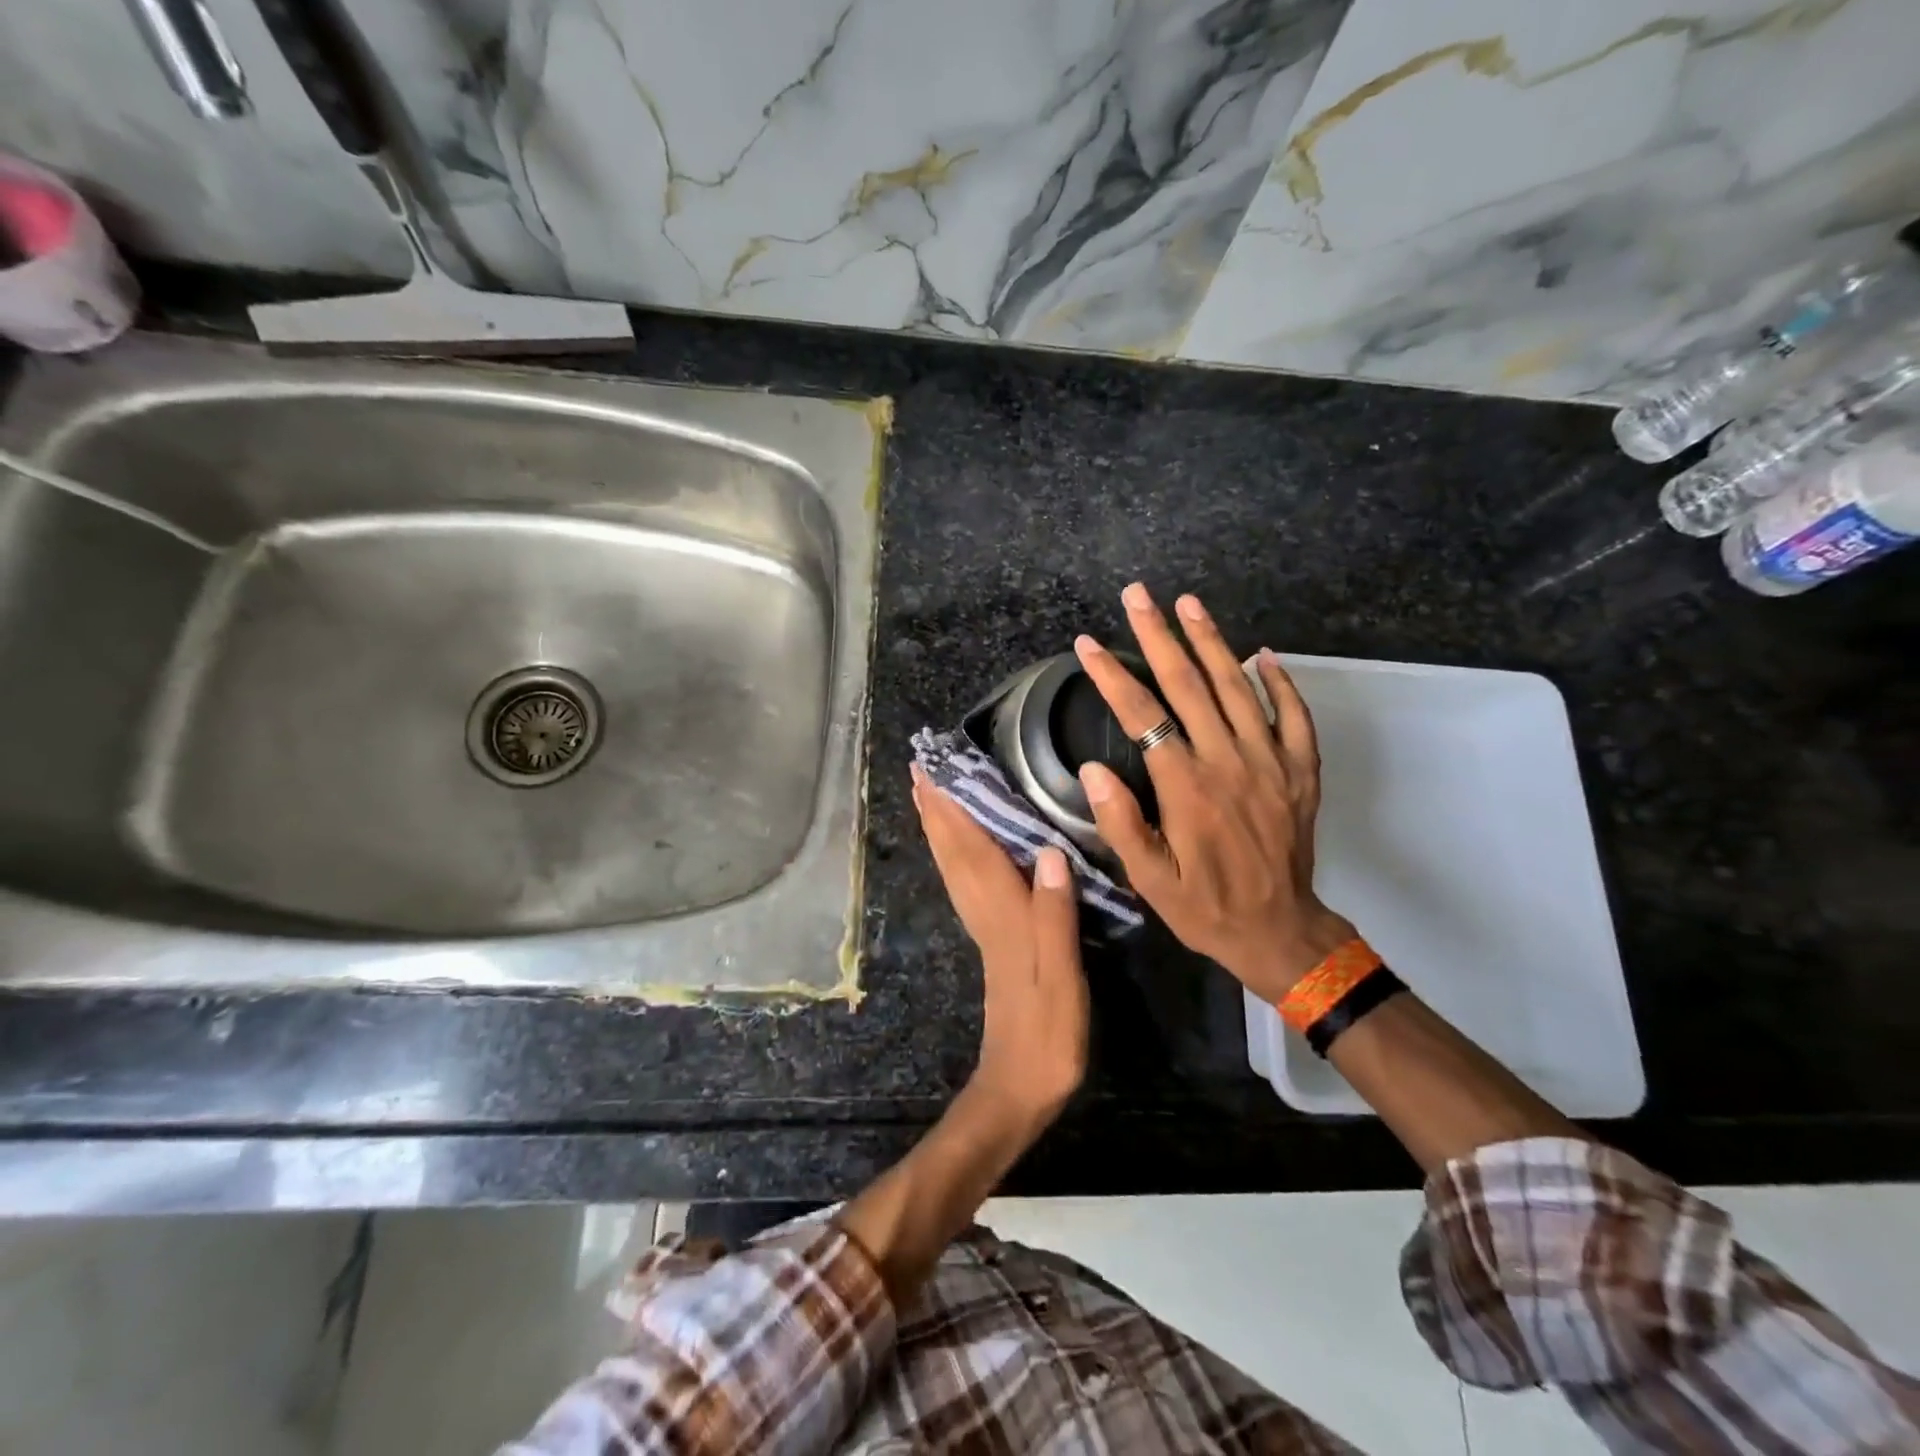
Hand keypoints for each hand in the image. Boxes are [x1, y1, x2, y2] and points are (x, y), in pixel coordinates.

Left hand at [911, 765, 1088, 1137]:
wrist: (1020, 1085)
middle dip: (936, 809)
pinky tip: (957, 849)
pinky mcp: (989, 940)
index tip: (932, 771)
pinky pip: (963, 883)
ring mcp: (983, 927)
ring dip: (939, 828)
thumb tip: (1048, 851)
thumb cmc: (1047, 1033)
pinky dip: (953, 856)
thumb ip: (1054, 914)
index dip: (952, 808)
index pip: (971, 849)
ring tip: (929, 796)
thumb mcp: (1061, 976)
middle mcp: (984, 912)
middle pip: (953, 852)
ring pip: (953, 866)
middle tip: (919, 769)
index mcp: (1002, 913)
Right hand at [1073, 583, 1356, 1003]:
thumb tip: (1093, 770)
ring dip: (1211, 642)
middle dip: (1158, 636)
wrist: (1279, 931)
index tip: (1087, 644)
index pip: (1142, 716)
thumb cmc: (1204, 906)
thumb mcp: (1149, 880)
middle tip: (1138, 595)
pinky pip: (1294, 716)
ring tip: (1188, 603)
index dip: (1112, 676)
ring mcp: (1270, 762)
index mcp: (1187, 786)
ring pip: (1238, 688)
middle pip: (1189, 685)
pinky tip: (1263, 655)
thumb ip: (1121, 823)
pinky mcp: (1300, 771)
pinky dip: (1280, 682)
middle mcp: (1228, 761)